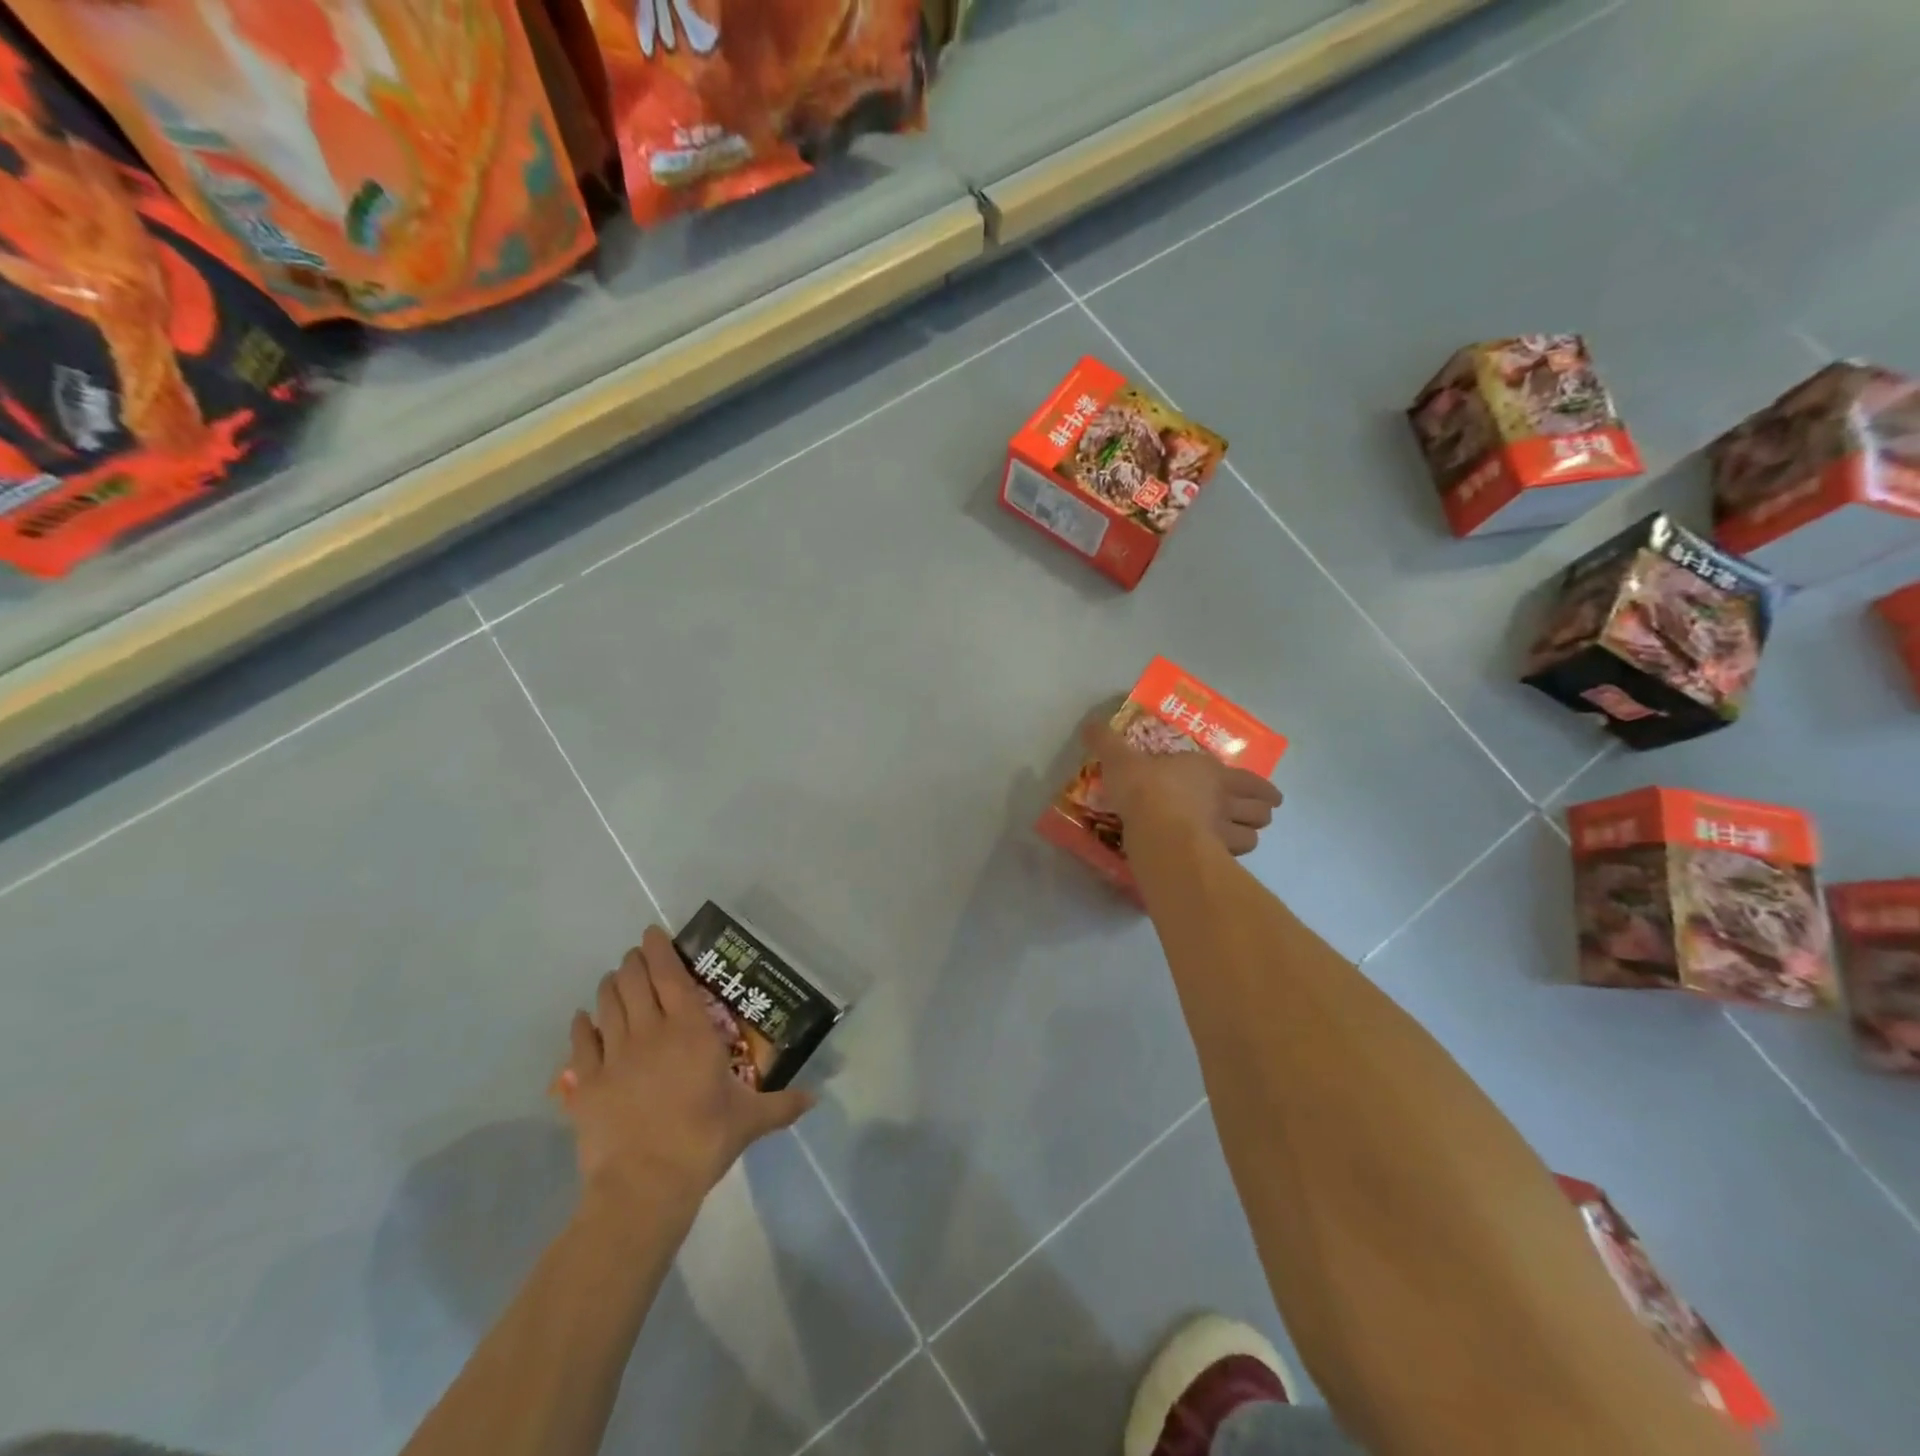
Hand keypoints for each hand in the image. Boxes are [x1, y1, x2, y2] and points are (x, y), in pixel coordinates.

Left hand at [554, 927, 813, 1212]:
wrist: (644, 1185)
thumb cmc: (702, 1140)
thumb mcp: (750, 1120)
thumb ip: (783, 1104)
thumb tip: (816, 1098)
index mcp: (690, 1030)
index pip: (671, 976)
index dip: (660, 951)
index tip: (653, 934)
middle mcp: (650, 1032)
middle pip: (635, 982)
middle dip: (634, 962)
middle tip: (637, 956)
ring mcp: (614, 1056)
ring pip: (607, 1005)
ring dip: (611, 986)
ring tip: (615, 979)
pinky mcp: (586, 1084)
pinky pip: (580, 1043)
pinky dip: (581, 1026)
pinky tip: (582, 1018)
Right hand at [1083, 720, 1282, 855]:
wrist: (1155, 828)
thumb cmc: (1144, 788)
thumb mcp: (1120, 759)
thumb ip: (1106, 742)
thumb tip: (1090, 724)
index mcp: (1210, 773)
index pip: (1250, 782)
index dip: (1263, 789)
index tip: (1271, 796)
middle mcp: (1224, 802)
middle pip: (1260, 812)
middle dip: (1261, 814)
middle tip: (1255, 817)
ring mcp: (1222, 833)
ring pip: (1252, 838)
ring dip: (1248, 837)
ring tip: (1238, 839)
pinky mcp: (1212, 859)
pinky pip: (1231, 861)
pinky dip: (1229, 860)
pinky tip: (1216, 860)